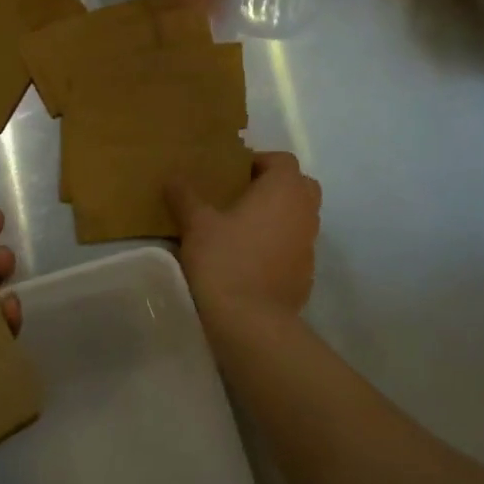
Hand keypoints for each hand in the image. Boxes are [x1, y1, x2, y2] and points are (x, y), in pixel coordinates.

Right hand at [167, 151, 321, 329]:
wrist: (251, 322)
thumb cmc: (225, 261)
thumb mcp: (196, 224)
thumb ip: (185, 196)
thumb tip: (173, 177)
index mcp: (284, 190)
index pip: (282, 160)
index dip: (259, 161)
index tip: (231, 174)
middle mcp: (305, 211)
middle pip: (299, 186)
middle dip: (275, 186)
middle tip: (242, 196)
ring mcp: (310, 244)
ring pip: (300, 217)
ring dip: (279, 216)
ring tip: (243, 227)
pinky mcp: (306, 274)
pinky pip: (296, 247)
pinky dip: (280, 245)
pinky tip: (251, 259)